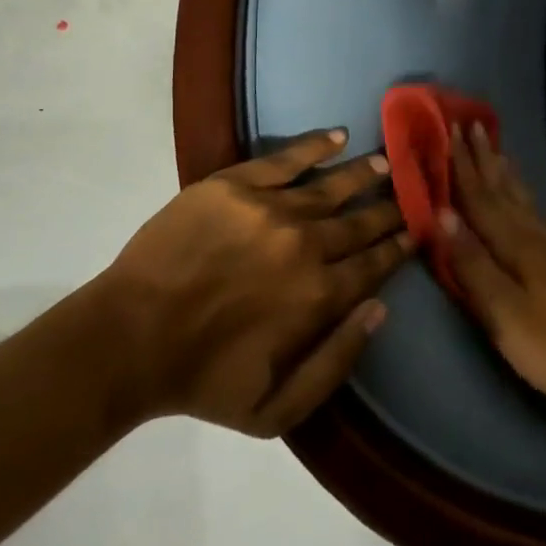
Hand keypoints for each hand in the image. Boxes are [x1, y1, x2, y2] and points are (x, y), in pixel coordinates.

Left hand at [101, 130, 412, 436]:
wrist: (131, 339)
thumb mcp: (276, 410)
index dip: (397, 247)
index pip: (372, 265)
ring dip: (362, 173)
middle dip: (388, 208)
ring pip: (331, 186)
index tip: (414, 232)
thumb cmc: (203, 381)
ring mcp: (270, 209)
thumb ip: (336, 362)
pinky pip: (287, 159)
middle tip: (408, 194)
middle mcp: (305, 246)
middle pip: (359, 222)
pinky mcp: (236, 185)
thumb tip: (379, 309)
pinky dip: (316, 146)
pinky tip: (337, 135)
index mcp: (318, 297)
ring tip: (385, 160)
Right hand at [438, 124, 545, 419]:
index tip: (449, 130)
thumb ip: (472, 264)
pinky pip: (535, 214)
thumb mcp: (504, 314)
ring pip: (521, 199)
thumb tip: (441, 214)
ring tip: (496, 149)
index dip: (461, 166)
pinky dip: (524, 196)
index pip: (480, 198)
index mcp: (514, 246)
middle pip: (502, 191)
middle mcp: (532, 237)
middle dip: (483, 159)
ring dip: (504, 173)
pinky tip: (524, 199)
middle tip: (472, 123)